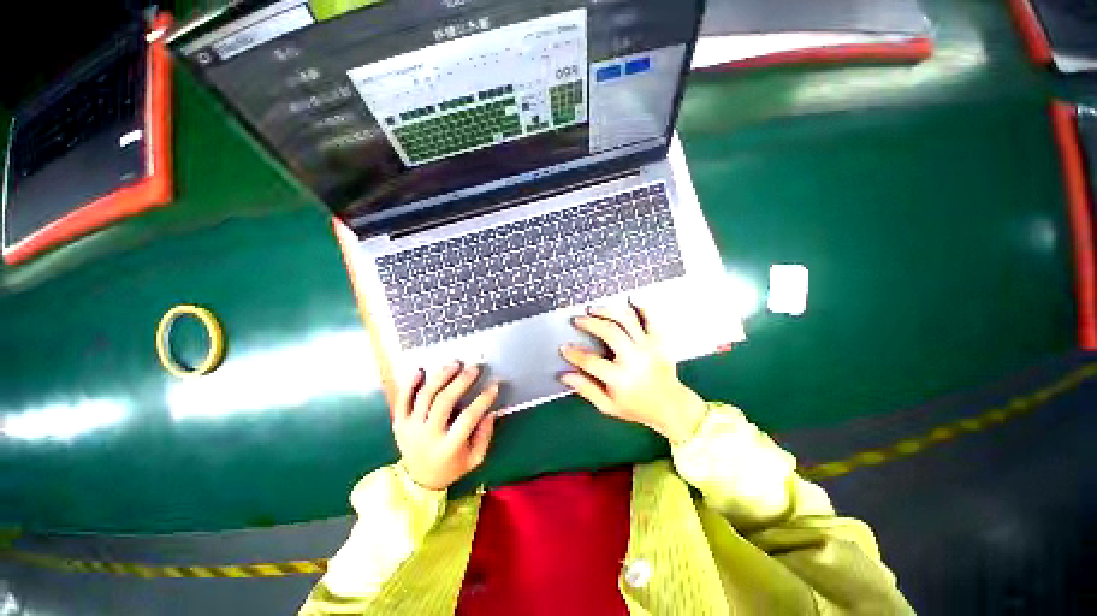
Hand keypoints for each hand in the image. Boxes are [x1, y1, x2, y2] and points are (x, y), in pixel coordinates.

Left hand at [392, 363, 498, 490]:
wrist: (418, 480)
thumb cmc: (451, 467)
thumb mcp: (474, 459)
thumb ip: (484, 436)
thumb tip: (490, 412)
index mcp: (448, 447)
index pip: (468, 418)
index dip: (482, 400)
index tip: (494, 386)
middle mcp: (427, 436)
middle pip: (443, 402)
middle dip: (460, 382)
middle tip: (474, 368)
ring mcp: (410, 428)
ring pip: (425, 397)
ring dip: (440, 377)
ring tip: (454, 364)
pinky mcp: (398, 423)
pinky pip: (402, 400)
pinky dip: (409, 384)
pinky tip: (420, 370)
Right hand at [559, 302, 706, 443]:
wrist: (671, 406)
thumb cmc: (636, 407)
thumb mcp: (608, 406)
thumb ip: (586, 389)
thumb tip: (564, 375)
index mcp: (620, 378)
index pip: (591, 361)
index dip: (574, 353)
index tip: (564, 347)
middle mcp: (634, 359)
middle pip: (609, 333)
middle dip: (590, 323)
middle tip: (577, 320)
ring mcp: (648, 347)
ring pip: (627, 321)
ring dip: (608, 311)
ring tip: (594, 309)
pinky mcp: (659, 341)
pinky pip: (650, 319)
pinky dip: (641, 307)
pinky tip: (630, 300)